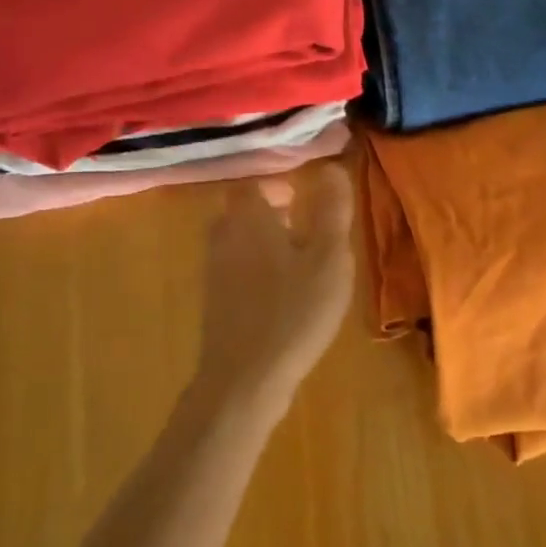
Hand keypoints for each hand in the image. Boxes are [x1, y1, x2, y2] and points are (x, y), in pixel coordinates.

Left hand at [192, 164, 355, 428]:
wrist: (245, 378)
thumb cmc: (294, 311)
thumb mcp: (328, 258)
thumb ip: (331, 210)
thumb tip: (330, 168)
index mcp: (248, 218)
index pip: (253, 183)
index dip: (277, 183)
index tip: (302, 195)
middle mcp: (223, 237)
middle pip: (242, 211)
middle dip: (271, 211)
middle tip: (304, 223)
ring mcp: (214, 272)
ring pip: (239, 241)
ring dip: (265, 240)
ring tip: (300, 258)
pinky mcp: (214, 302)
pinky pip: (236, 269)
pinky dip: (257, 268)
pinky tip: (283, 293)